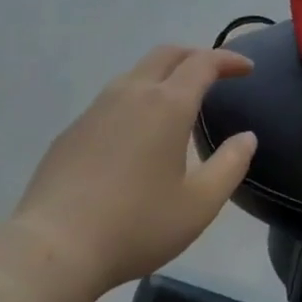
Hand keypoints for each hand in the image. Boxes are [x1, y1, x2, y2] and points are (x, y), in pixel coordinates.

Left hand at [5, 45, 256, 301]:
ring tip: (178, 101)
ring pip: (136, 73)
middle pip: (167, 54)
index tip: (247, 68)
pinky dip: (137, 98)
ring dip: (164, 75)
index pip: (203, 63)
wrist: (54, 247)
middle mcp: (131, 93)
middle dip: (195, 55)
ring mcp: (97, 108)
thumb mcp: (199, 205)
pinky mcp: (73, 129)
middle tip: (215, 73)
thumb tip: (246, 137)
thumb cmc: (136, 225)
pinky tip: (137, 133)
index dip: (228, 59)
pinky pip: (113, 99)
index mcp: (167, 105)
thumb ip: (230, 166)